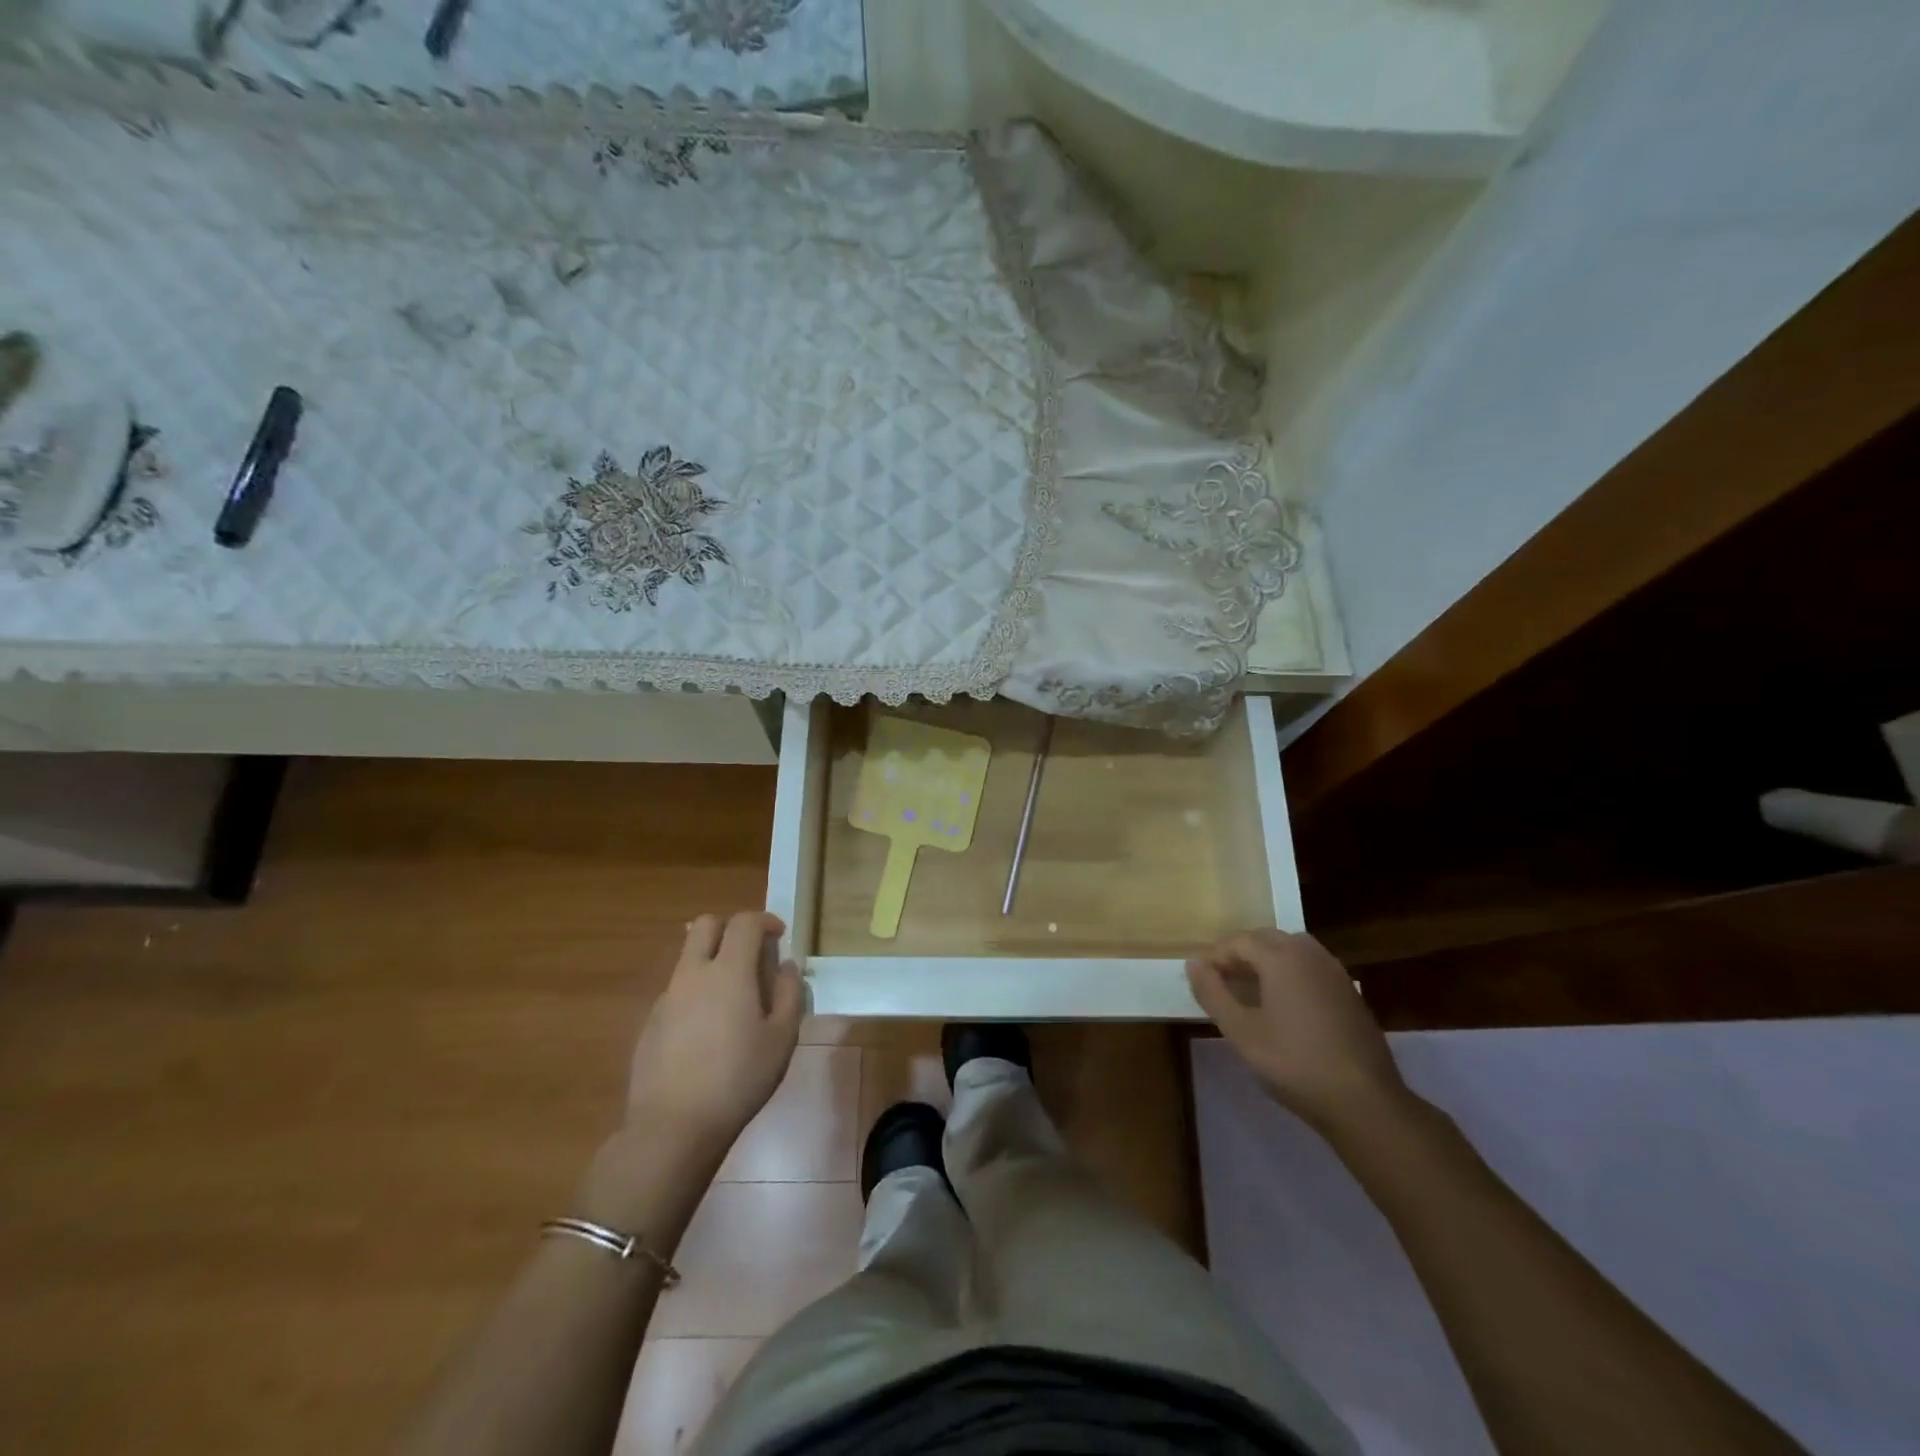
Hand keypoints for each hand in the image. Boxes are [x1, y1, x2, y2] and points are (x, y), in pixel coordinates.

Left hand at [625, 911, 803, 1153]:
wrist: (673, 1126)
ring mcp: (666, 997)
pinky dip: (696, 991)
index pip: (745, 923)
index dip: (765, 920)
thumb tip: (786, 965)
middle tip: (752, 951)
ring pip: (688, 957)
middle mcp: (693, 974)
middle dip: (731, 927)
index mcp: (729, 971)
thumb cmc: (739, 1079)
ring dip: (712, 958)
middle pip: (706, 925)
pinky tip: (708, 1029)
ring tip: (733, 995)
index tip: (779, 935)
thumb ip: (790, 993)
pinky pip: (677, 990)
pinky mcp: (650, 1022)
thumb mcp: (782, 1038)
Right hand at [1187, 928, 1408, 1132]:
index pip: (1239, 941)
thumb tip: (1194, 964)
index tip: (1201, 978)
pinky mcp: (1350, 993)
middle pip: (1267, 938)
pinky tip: (1285, 1004)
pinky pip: (1311, 967)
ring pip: (1292, 949)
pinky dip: (1291, 972)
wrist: (1364, 1101)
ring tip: (1251, 988)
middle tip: (1222, 981)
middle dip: (1240, 953)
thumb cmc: (1294, 1063)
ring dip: (1267, 960)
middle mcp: (1309, 955)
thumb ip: (1213, 993)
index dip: (1215, 956)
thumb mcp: (1241, 1032)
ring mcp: (1334, 972)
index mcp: (1281, 958)